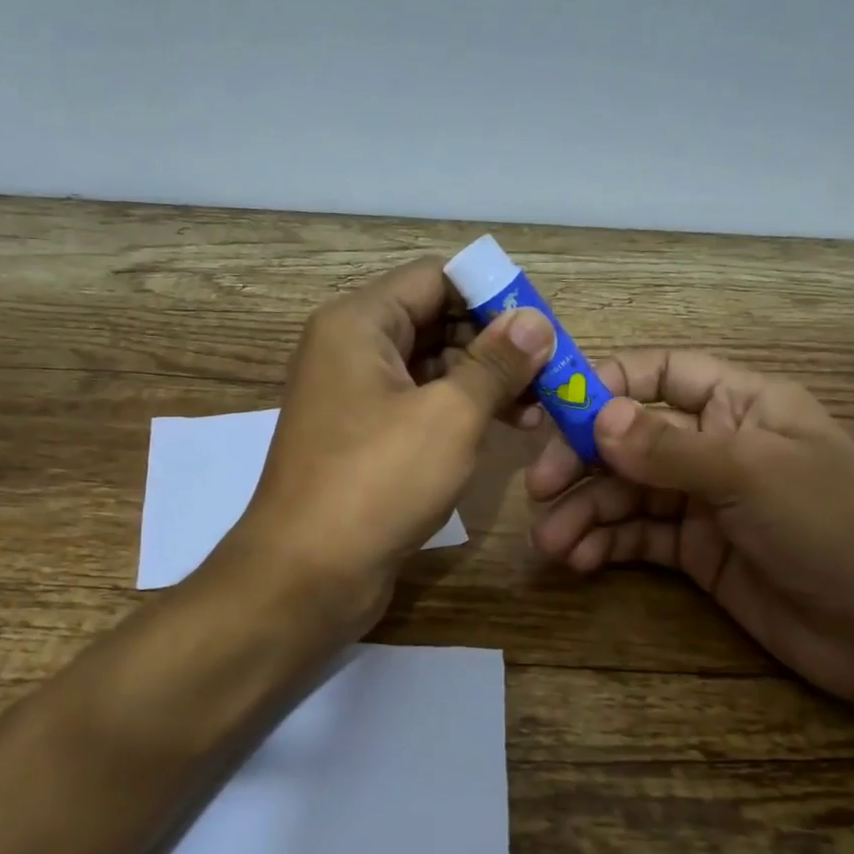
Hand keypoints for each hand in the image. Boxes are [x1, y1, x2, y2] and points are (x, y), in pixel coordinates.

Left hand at [227, 257, 553, 632]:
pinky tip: (502, 428)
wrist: (305, 576)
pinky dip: (458, 409)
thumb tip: (535, 320)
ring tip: (536, 408)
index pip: (436, 278)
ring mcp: (354, 395)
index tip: (541, 326)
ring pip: (430, 365)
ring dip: (482, 379)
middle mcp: (350, 349)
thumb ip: (496, 362)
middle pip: (434, 319)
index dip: (492, 294)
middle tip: (548, 371)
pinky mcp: (363, 437)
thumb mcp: (449, 416)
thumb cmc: (376, 482)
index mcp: (359, 323)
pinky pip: (418, 403)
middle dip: (493, 341)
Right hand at [525, 350, 853, 726]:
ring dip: (586, 511)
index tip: (551, 408)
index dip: (606, 384)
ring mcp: (704, 500)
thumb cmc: (836, 529)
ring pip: (627, 492)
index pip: (660, 374)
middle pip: (630, 436)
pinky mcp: (698, 552)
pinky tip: (581, 559)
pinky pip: (639, 537)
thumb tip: (597, 417)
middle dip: (582, 458)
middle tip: (539, 486)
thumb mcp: (752, 475)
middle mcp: (716, 444)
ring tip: (553, 543)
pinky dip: (606, 544)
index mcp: (741, 403)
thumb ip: (669, 447)